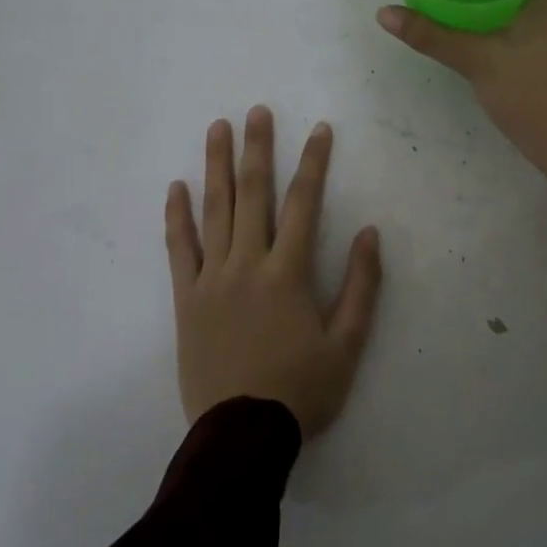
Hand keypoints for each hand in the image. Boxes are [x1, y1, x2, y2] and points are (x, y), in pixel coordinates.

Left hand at [166, 106, 382, 438]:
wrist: (241, 435)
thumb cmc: (300, 390)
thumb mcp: (347, 344)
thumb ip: (361, 286)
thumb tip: (370, 233)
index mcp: (287, 273)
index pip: (304, 204)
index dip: (314, 163)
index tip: (320, 130)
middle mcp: (247, 264)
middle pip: (253, 194)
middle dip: (258, 148)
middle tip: (257, 111)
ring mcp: (211, 279)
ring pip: (214, 211)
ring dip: (217, 167)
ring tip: (218, 129)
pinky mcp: (185, 298)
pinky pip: (178, 249)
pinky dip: (177, 217)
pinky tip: (176, 188)